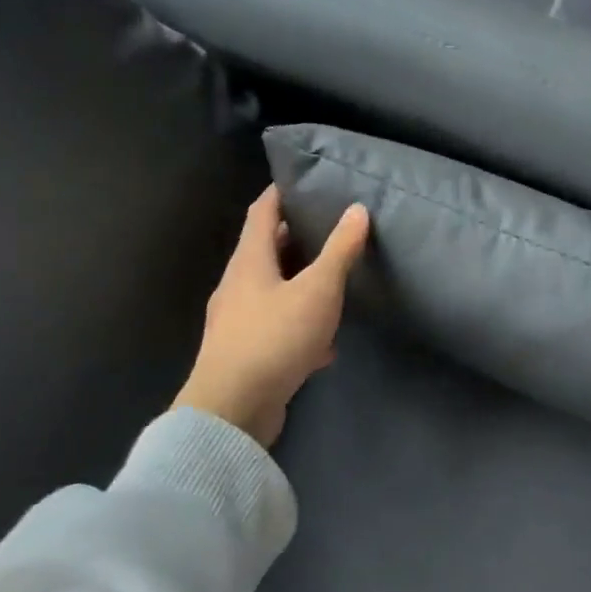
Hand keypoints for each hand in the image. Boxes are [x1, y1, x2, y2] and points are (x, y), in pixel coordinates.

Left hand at [173, 187, 369, 448]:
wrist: (233, 410)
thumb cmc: (274, 338)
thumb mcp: (318, 290)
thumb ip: (339, 251)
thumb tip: (357, 210)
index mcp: (249, 262)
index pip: (261, 212)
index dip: (280, 193)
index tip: (302, 181)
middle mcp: (237, 286)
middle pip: (266, 251)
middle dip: (295, 238)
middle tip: (329, 228)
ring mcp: (238, 322)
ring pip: (273, 291)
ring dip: (300, 284)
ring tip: (333, 281)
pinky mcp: (245, 355)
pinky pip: (276, 328)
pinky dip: (299, 326)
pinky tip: (325, 345)